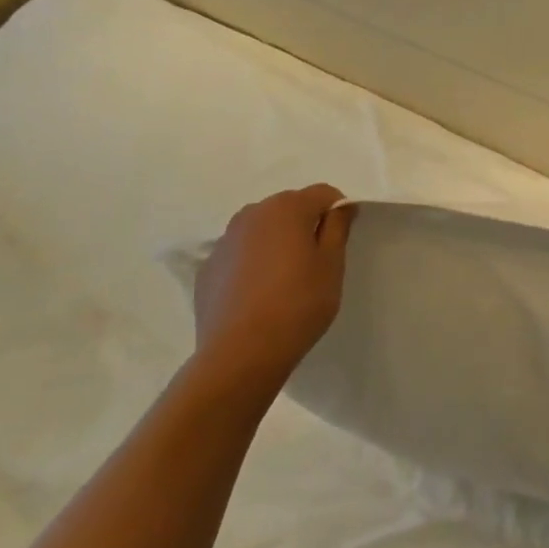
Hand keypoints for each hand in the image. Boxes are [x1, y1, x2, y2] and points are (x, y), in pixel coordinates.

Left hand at [191, 183, 354, 400]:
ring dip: (277, 242)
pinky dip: (253, 264)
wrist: (241, 353)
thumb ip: (338, 227)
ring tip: (285, 279)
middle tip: (316, 262)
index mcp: (286, 208)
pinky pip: (240, 254)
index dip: (338, 212)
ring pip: (262, 230)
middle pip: (289, 207)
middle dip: (305, 225)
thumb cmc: (299, 303)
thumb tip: (340, 206)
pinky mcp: (207, 269)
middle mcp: (251, 214)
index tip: (341, 241)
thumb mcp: (332, 264)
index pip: (324, 193)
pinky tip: (259, 295)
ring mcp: (224, 241)